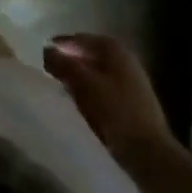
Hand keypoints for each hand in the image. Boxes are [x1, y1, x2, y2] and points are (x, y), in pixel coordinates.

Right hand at [43, 34, 180, 167]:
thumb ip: (62, 63)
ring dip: (79, 77)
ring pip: (97, 72)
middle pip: (90, 54)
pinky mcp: (134, 103)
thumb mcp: (82, 83)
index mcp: (114, 49)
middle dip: (70, 61)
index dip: (60, 45)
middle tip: (49, 70)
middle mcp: (126, 60)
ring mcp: (132, 82)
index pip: (80, 39)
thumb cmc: (114, 111)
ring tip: (61, 87)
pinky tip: (80, 102)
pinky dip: (90, 91)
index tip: (42, 55)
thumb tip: (47, 50)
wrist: (149, 153)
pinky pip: (105, 89)